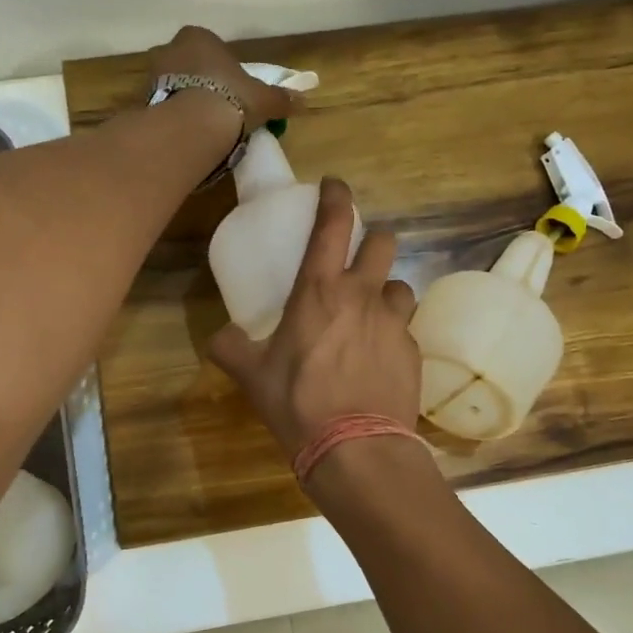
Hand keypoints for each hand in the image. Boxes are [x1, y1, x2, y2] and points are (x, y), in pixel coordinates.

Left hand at [148, 26, 299, 132]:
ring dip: (183, 100)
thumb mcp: (263, 99)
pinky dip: (171, 117)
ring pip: (171, 85)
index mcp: (199, 37)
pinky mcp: (142, 102)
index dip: (221, 68)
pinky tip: (185, 134)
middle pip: (187, 64)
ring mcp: (152, 75)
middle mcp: (171, 48)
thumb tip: (303, 100)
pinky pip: (161, 107)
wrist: (193, 124)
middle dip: (198, 82)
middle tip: (216, 107)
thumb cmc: (232, 98)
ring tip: (201, 125)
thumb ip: (280, 98)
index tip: (232, 89)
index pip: (209, 47)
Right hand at [208, 177, 421, 457]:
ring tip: (371, 315)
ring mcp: (394, 323)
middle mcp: (363, 296)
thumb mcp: (251, 375)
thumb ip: (230, 347)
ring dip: (386, 292)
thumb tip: (219, 337)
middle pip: (383, 243)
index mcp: (320, 291)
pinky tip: (379, 358)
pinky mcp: (413, 352)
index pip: (333, 225)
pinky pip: (406, 329)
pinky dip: (393, 333)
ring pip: (401, 286)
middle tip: (358, 259)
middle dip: (373, 240)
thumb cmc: (298, 403)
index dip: (336, 197)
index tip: (334, 185)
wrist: (356, 448)